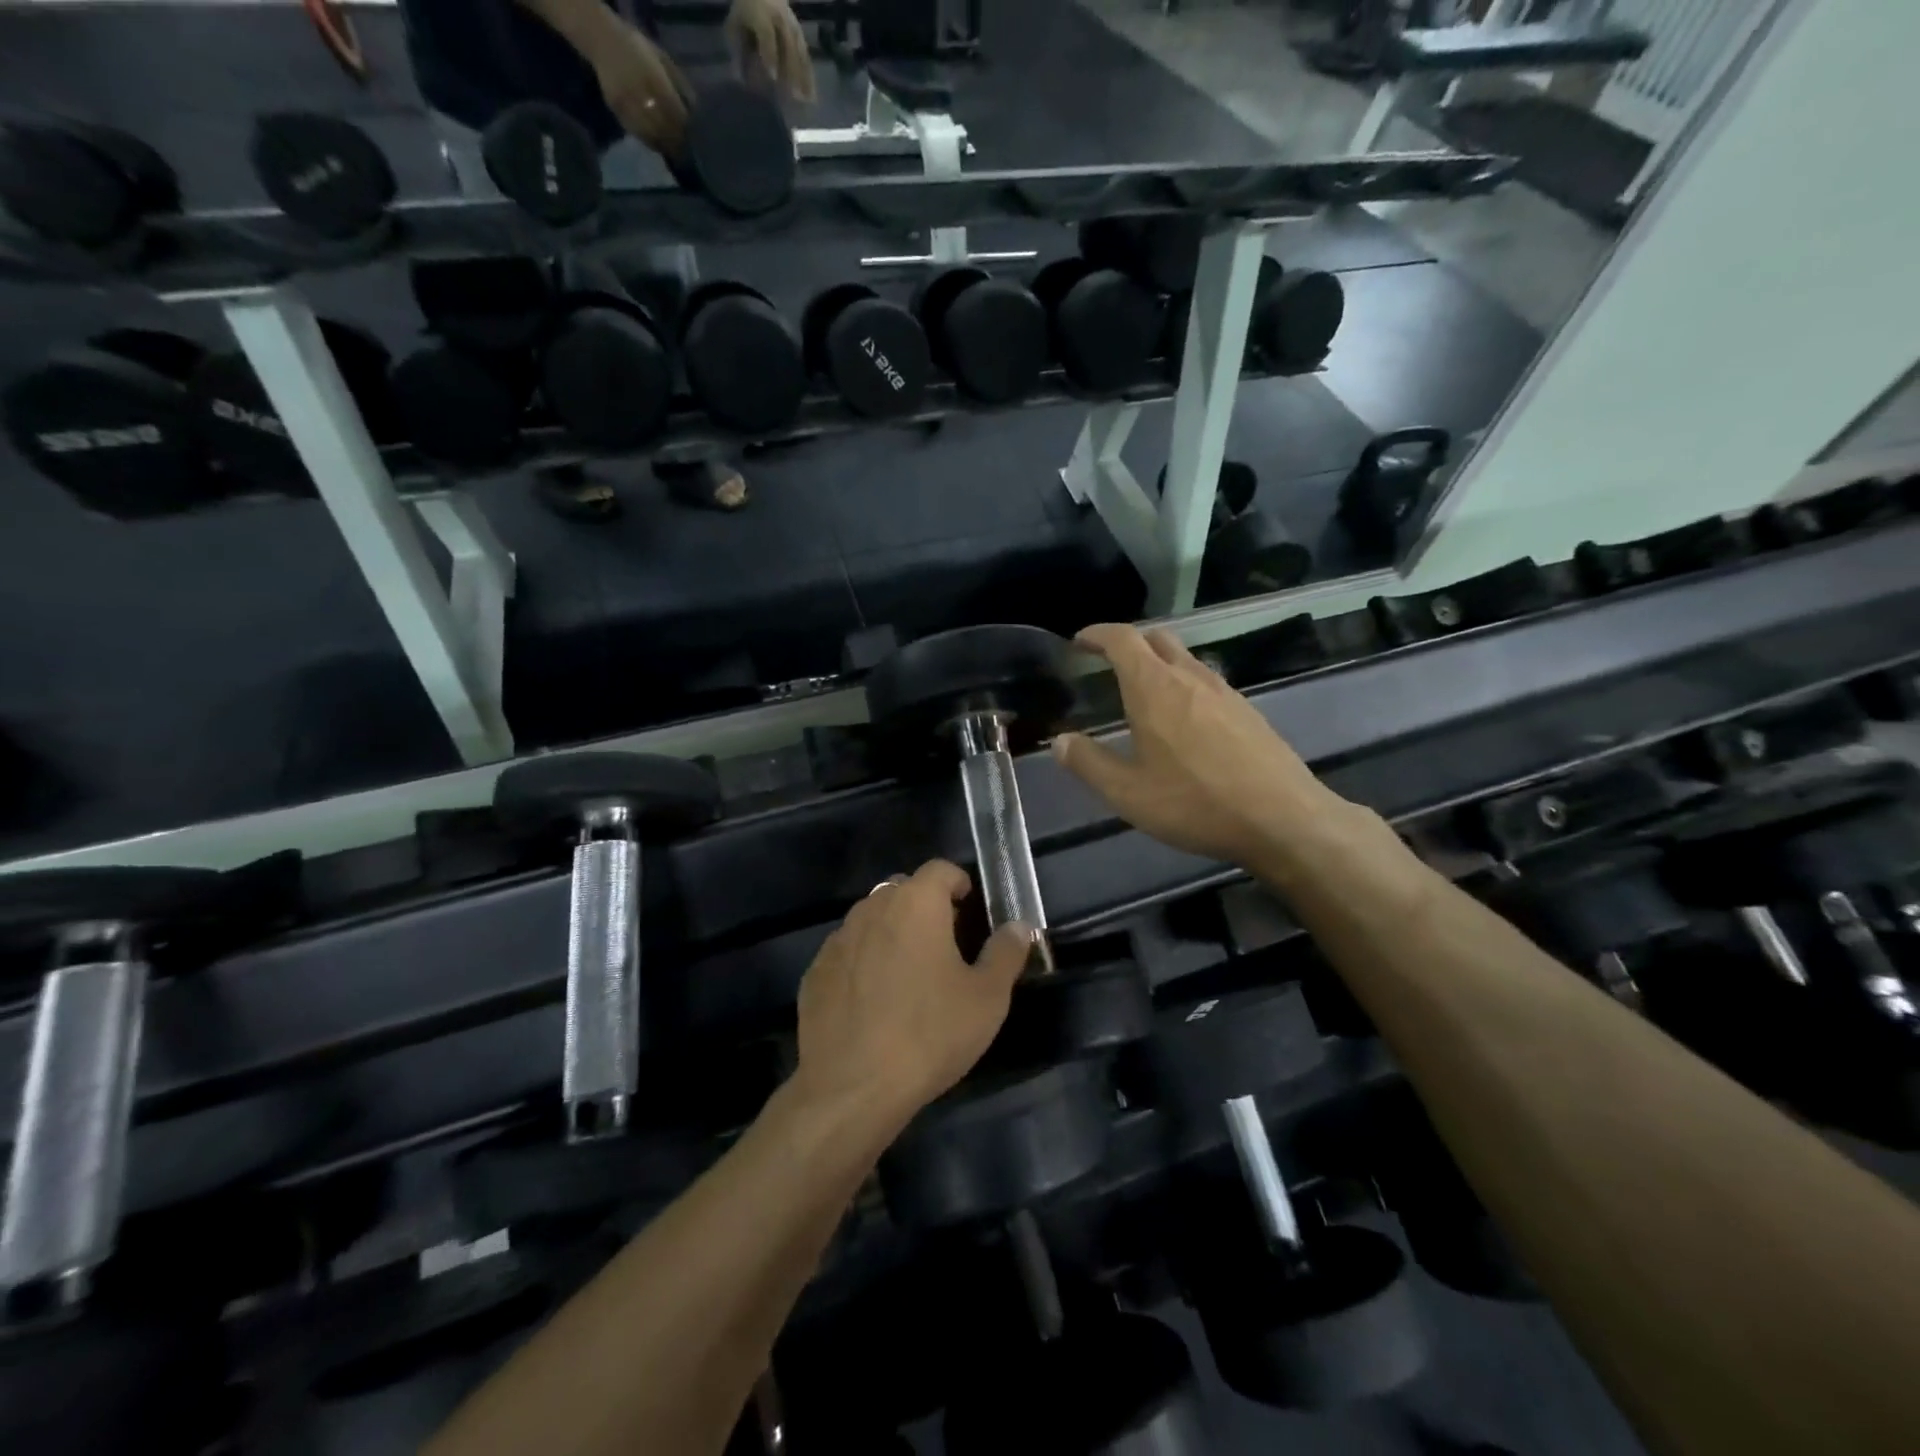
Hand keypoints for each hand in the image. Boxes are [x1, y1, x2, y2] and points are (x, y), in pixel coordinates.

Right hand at [589, 23, 692, 153]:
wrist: (603, 39)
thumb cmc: (639, 48)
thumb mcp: (663, 60)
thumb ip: (680, 85)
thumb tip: (697, 112)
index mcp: (657, 82)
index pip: (677, 117)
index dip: (687, 132)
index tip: (695, 142)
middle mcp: (643, 96)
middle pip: (666, 130)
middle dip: (678, 143)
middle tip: (687, 153)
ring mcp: (629, 105)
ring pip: (652, 136)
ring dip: (665, 146)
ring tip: (674, 152)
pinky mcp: (618, 111)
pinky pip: (638, 133)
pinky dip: (650, 142)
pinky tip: (658, 144)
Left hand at [725, 0, 817, 102]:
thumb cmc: (746, 10)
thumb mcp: (735, 26)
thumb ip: (738, 50)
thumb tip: (738, 78)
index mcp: (761, 13)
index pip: (767, 35)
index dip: (770, 55)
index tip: (772, 77)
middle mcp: (780, 18)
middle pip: (788, 47)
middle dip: (792, 72)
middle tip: (794, 97)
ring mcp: (792, 25)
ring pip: (800, 53)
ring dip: (805, 77)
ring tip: (809, 100)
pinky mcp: (800, 34)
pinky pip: (805, 56)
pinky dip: (809, 75)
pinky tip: (811, 93)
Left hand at [792, 861, 1029, 1125]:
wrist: (852, 1087)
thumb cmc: (930, 1034)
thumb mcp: (987, 998)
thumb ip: (1006, 953)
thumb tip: (1019, 926)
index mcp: (916, 903)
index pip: (940, 869)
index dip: (959, 883)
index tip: (970, 910)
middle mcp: (872, 908)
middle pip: (903, 890)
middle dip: (926, 907)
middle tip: (945, 945)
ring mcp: (838, 939)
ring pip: (872, 919)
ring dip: (892, 932)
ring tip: (909, 974)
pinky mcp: (815, 971)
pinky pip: (848, 952)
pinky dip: (863, 962)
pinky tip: (873, 1002)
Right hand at [1052, 623, 1354, 872]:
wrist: (1282, 819)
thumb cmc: (1195, 803)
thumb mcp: (1128, 793)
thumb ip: (1088, 763)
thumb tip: (1060, 741)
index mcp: (1154, 687)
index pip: (1122, 639)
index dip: (1097, 634)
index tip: (1080, 642)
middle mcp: (1190, 677)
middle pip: (1156, 639)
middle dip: (1129, 643)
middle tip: (1109, 664)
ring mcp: (1224, 691)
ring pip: (1185, 659)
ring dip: (1159, 663)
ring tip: (1144, 693)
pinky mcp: (1248, 711)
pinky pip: (1207, 682)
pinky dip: (1184, 685)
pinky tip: (1184, 721)